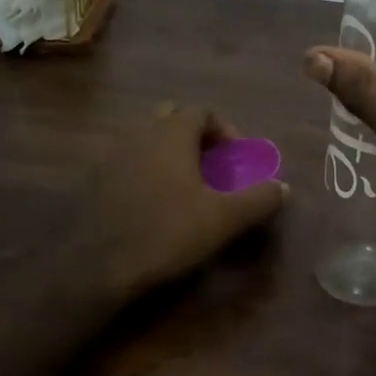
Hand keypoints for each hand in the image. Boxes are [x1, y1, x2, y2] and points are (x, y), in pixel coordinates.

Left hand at [72, 103, 287, 299]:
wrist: (93, 265)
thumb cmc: (165, 233)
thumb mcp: (223, 219)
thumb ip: (258, 199)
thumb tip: (282, 187)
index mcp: (171, 133)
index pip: (202, 110)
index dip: (225, 130)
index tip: (237, 160)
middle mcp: (139, 133)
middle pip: (171, 117)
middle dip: (196, 137)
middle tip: (212, 168)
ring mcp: (111, 155)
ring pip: (146, 138)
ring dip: (169, 153)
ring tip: (185, 188)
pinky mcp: (93, 180)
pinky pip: (127, 161)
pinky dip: (146, 171)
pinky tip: (153, 205)